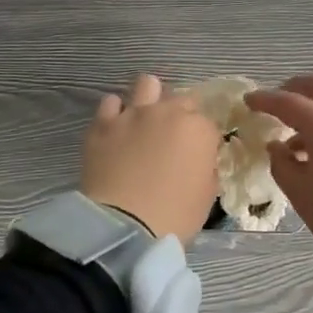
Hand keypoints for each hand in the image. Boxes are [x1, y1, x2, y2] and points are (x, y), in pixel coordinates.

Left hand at [80, 74, 221, 245]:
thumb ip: (207, 169)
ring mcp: (134, 114)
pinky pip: (111, 103)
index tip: (198, 156)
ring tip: (145, 120)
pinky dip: (116, 112)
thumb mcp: (207, 196)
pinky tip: (116, 128)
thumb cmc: (174, 216)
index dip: (204, 140)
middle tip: (173, 141)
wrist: (124, 226)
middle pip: (182, 100)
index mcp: (199, 129)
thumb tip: (200, 160)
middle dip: (182, 116)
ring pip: (148, 85)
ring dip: (151, 99)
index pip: (209, 124)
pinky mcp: (104, 124)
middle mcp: (168, 112)